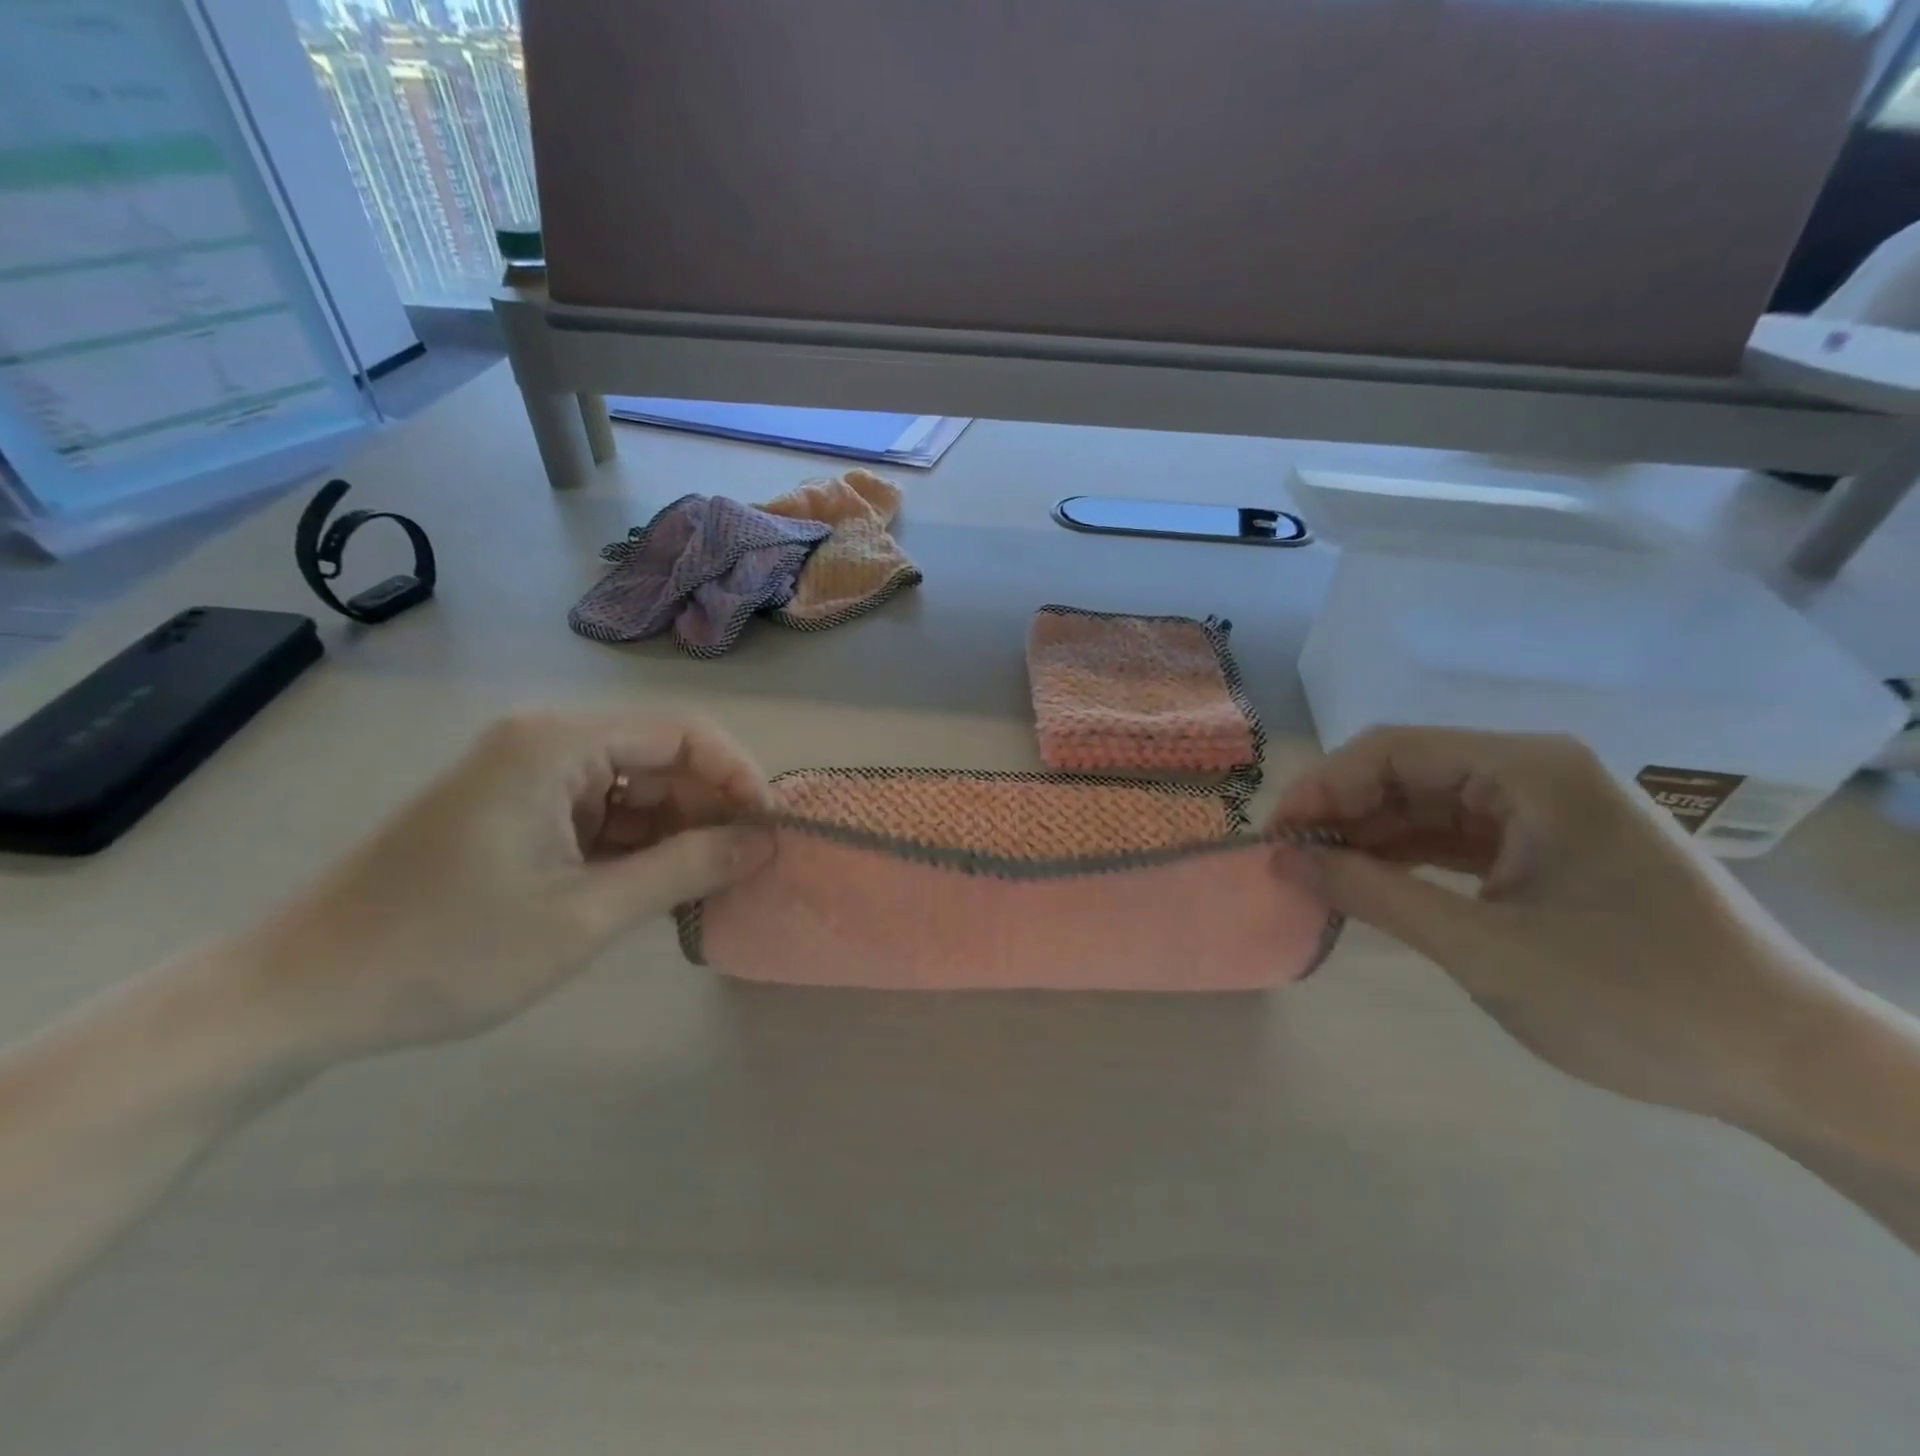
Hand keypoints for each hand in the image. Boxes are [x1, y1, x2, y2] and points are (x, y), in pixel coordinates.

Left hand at [240, 712, 772, 1063]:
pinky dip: (639, 848)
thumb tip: (766, 843)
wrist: (301, 997)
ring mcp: (530, 777)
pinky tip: (662, 888)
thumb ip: (686, 869)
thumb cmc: (448, 952)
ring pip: (636, 790)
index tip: (771, 833)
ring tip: (713, 886)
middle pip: (662, 759)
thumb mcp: (585, 915)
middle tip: (748, 869)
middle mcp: (547, 743)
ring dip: (678, 833)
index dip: (739, 777)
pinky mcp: (519, 811)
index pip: (684, 734)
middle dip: (711, 810)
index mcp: (558, 744)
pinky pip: (603, 815)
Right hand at [1271, 727, 1844, 1123]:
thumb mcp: (1482, 947)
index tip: (1277, 839)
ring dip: (1368, 837)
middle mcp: (1535, 773)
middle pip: (1405, 772)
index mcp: (1529, 771)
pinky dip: (1406, 859)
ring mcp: (1544, 811)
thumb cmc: (1633, 998)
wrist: (1786, 1065)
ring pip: (1426, 805)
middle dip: (1340, 813)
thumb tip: (1283, 858)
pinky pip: (1455, 838)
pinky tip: (1368, 884)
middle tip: (1289, 862)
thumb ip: (1373, 893)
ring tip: (1317, 876)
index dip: (1322, 788)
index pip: (1392, 750)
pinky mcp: (1549, 849)